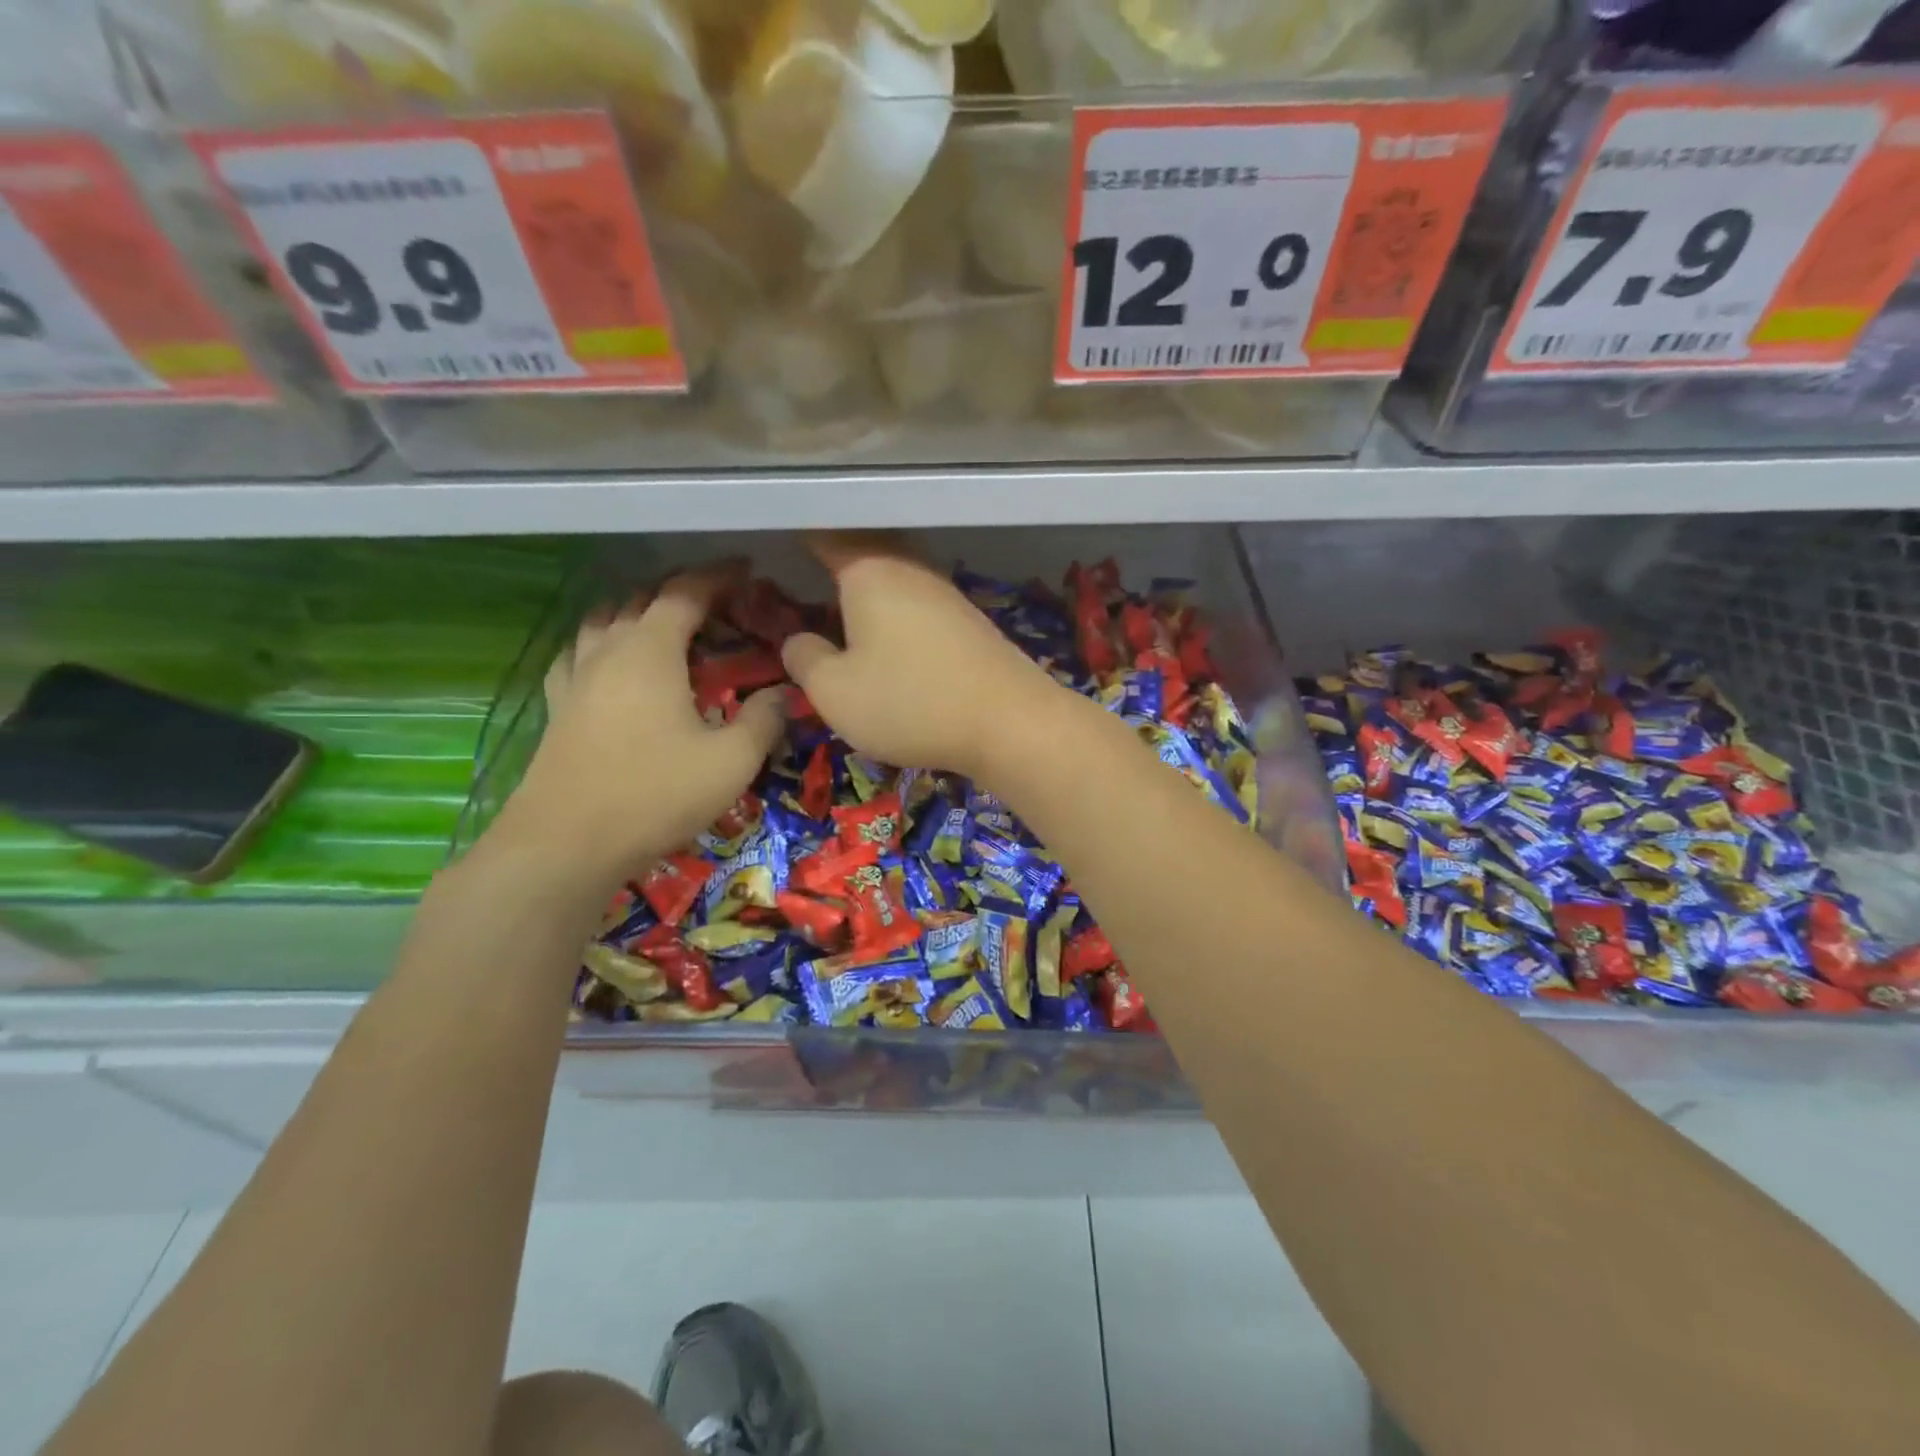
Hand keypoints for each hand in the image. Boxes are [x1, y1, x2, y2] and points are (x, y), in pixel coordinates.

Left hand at [492, 562, 784, 879]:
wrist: (566, 845)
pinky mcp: (558, 707)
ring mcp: (575, 678)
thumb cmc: (655, 794)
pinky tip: (607, 660)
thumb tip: (783, 692)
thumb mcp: (731, 762)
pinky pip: (576, 654)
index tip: (745, 569)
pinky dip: (599, 642)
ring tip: (661, 622)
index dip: (717, 576)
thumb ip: (763, 720)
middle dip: (679, 589)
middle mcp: (607, 651)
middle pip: (640, 599)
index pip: (684, 593)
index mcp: (650, 652)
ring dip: (634, 609)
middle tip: (715, 600)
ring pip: (601, 620)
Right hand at [781, 533, 1064, 778]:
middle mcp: (910, 570)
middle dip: (838, 560)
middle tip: (810, 574)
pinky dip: (898, 615)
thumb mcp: (834, 692)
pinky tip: (892, 640)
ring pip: (896, 580)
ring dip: (870, 591)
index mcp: (869, 572)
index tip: (783, 538)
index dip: (801, 537)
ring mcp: (946, 595)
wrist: (1010, 722)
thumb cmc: (910, 702)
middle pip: (867, 553)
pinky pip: (920, 607)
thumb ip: (805, 660)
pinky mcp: (970, 624)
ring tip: (843, 609)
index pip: (827, 538)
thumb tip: (798, 640)